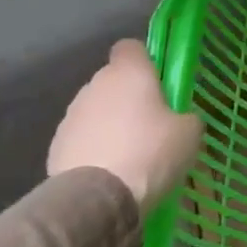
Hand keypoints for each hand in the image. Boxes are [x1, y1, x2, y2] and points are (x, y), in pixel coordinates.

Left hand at [47, 41, 201, 213]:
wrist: (98, 198)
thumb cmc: (152, 152)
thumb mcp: (190, 132)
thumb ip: (185, 116)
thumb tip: (178, 119)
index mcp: (129, 73)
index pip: (131, 47)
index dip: (145, 60)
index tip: (160, 81)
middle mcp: (95, 85)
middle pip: (113, 80)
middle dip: (129, 96)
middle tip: (153, 123)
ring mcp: (71, 116)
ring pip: (96, 110)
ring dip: (111, 123)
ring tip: (131, 153)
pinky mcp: (55, 146)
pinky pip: (83, 138)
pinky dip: (95, 148)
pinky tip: (111, 171)